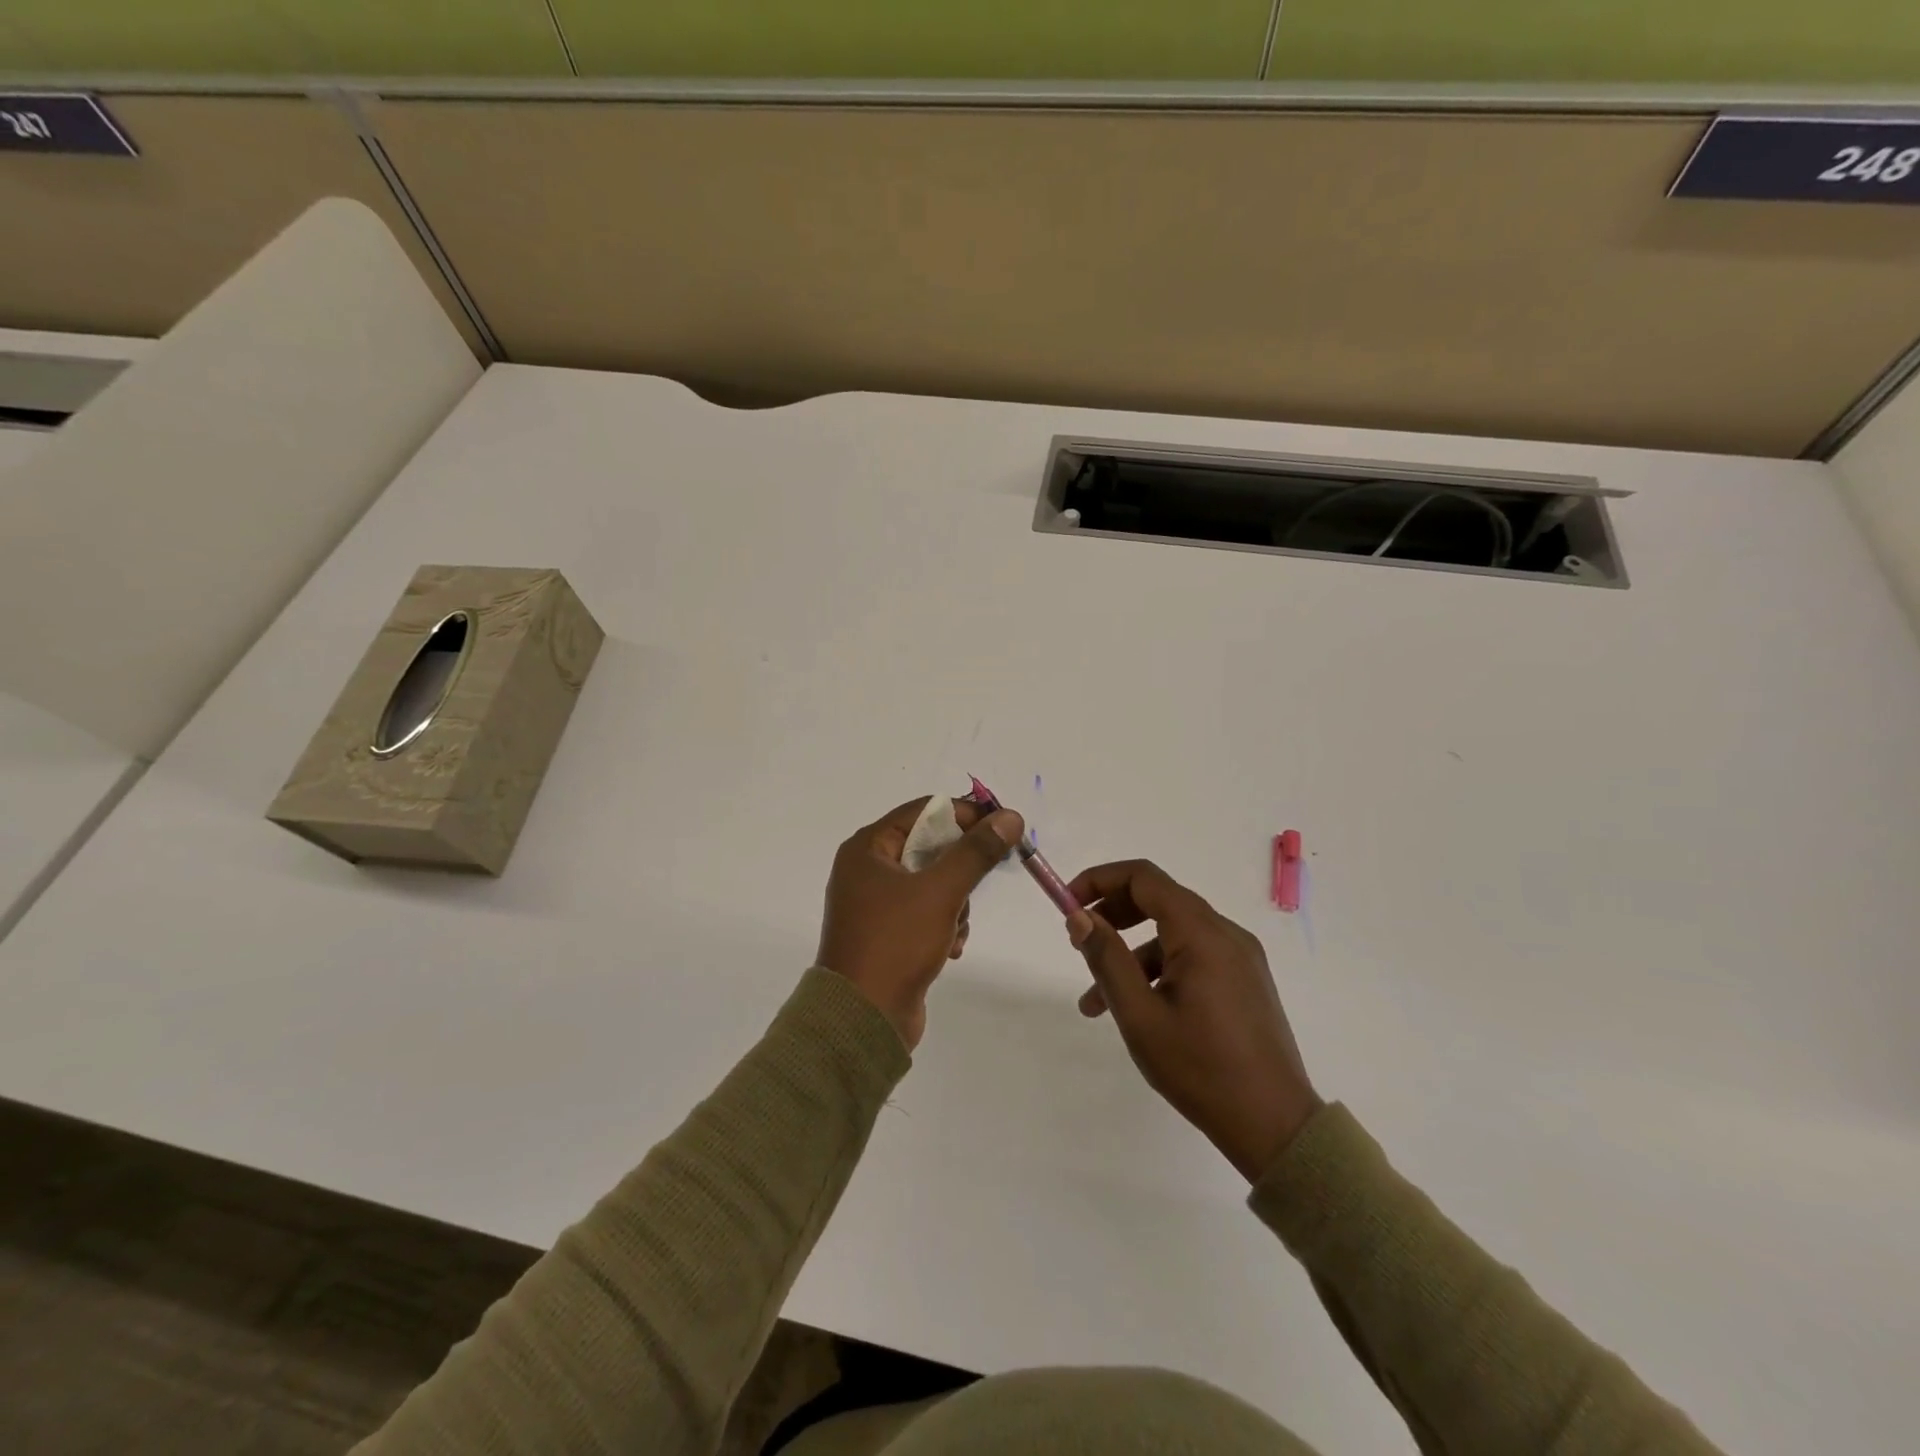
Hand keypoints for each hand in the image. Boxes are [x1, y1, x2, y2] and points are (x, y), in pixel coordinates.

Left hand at [818, 797, 1023, 1048]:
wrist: (863, 1019)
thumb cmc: (896, 943)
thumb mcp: (941, 891)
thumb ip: (977, 852)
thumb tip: (1010, 817)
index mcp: (867, 848)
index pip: (924, 811)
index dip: (965, 815)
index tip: (1002, 828)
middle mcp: (867, 870)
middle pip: (930, 847)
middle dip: (960, 869)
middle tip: (985, 878)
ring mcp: (876, 904)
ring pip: (934, 882)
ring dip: (956, 902)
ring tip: (954, 928)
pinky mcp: (888, 934)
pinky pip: (927, 912)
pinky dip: (945, 925)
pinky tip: (951, 948)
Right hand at [1067, 860, 1321, 1180]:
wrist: (1275, 1127)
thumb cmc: (1201, 1069)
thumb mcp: (1140, 1015)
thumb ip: (1107, 958)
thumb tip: (1079, 916)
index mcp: (1201, 933)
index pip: (1144, 877)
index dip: (1100, 880)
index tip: (1069, 904)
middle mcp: (1225, 933)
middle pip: (1159, 899)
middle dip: (1113, 914)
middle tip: (1079, 941)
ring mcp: (1240, 957)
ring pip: (1173, 933)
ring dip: (1131, 953)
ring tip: (1095, 1001)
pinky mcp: (1245, 980)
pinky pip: (1193, 956)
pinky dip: (1158, 969)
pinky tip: (1138, 1009)